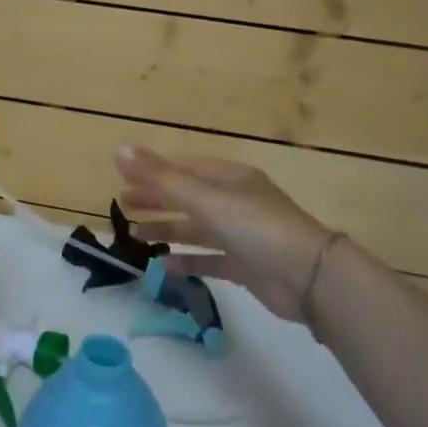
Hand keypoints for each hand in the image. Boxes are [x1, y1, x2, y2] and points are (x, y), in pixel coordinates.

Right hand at [115, 145, 335, 326]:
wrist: (309, 278)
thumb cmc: (255, 227)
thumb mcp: (205, 199)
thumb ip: (160, 178)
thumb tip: (118, 149)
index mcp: (229, 178)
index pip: (184, 170)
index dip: (153, 174)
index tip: (122, 182)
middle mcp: (235, 202)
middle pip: (188, 197)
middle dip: (156, 200)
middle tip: (123, 206)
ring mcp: (242, 235)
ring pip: (196, 229)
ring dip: (167, 229)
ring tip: (135, 236)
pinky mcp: (245, 266)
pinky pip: (209, 259)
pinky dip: (187, 260)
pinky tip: (163, 266)